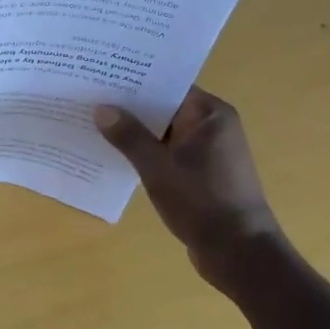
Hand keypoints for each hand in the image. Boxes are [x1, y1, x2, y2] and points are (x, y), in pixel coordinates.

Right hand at [95, 88, 286, 297]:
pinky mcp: (201, 174)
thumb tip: (101, 109)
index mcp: (210, 114)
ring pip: (163, 132)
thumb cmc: (202, 202)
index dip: (135, 79)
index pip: (168, 84)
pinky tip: (114, 153)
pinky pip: (167, 152)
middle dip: (129, 105)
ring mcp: (208, 151)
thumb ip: (129, 136)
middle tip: (89, 96)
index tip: (101, 73)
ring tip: (94, 122)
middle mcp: (212, 126)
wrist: (240, 255)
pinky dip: (145, 152)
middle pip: (164, 107)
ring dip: (135, 131)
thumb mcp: (158, 167)